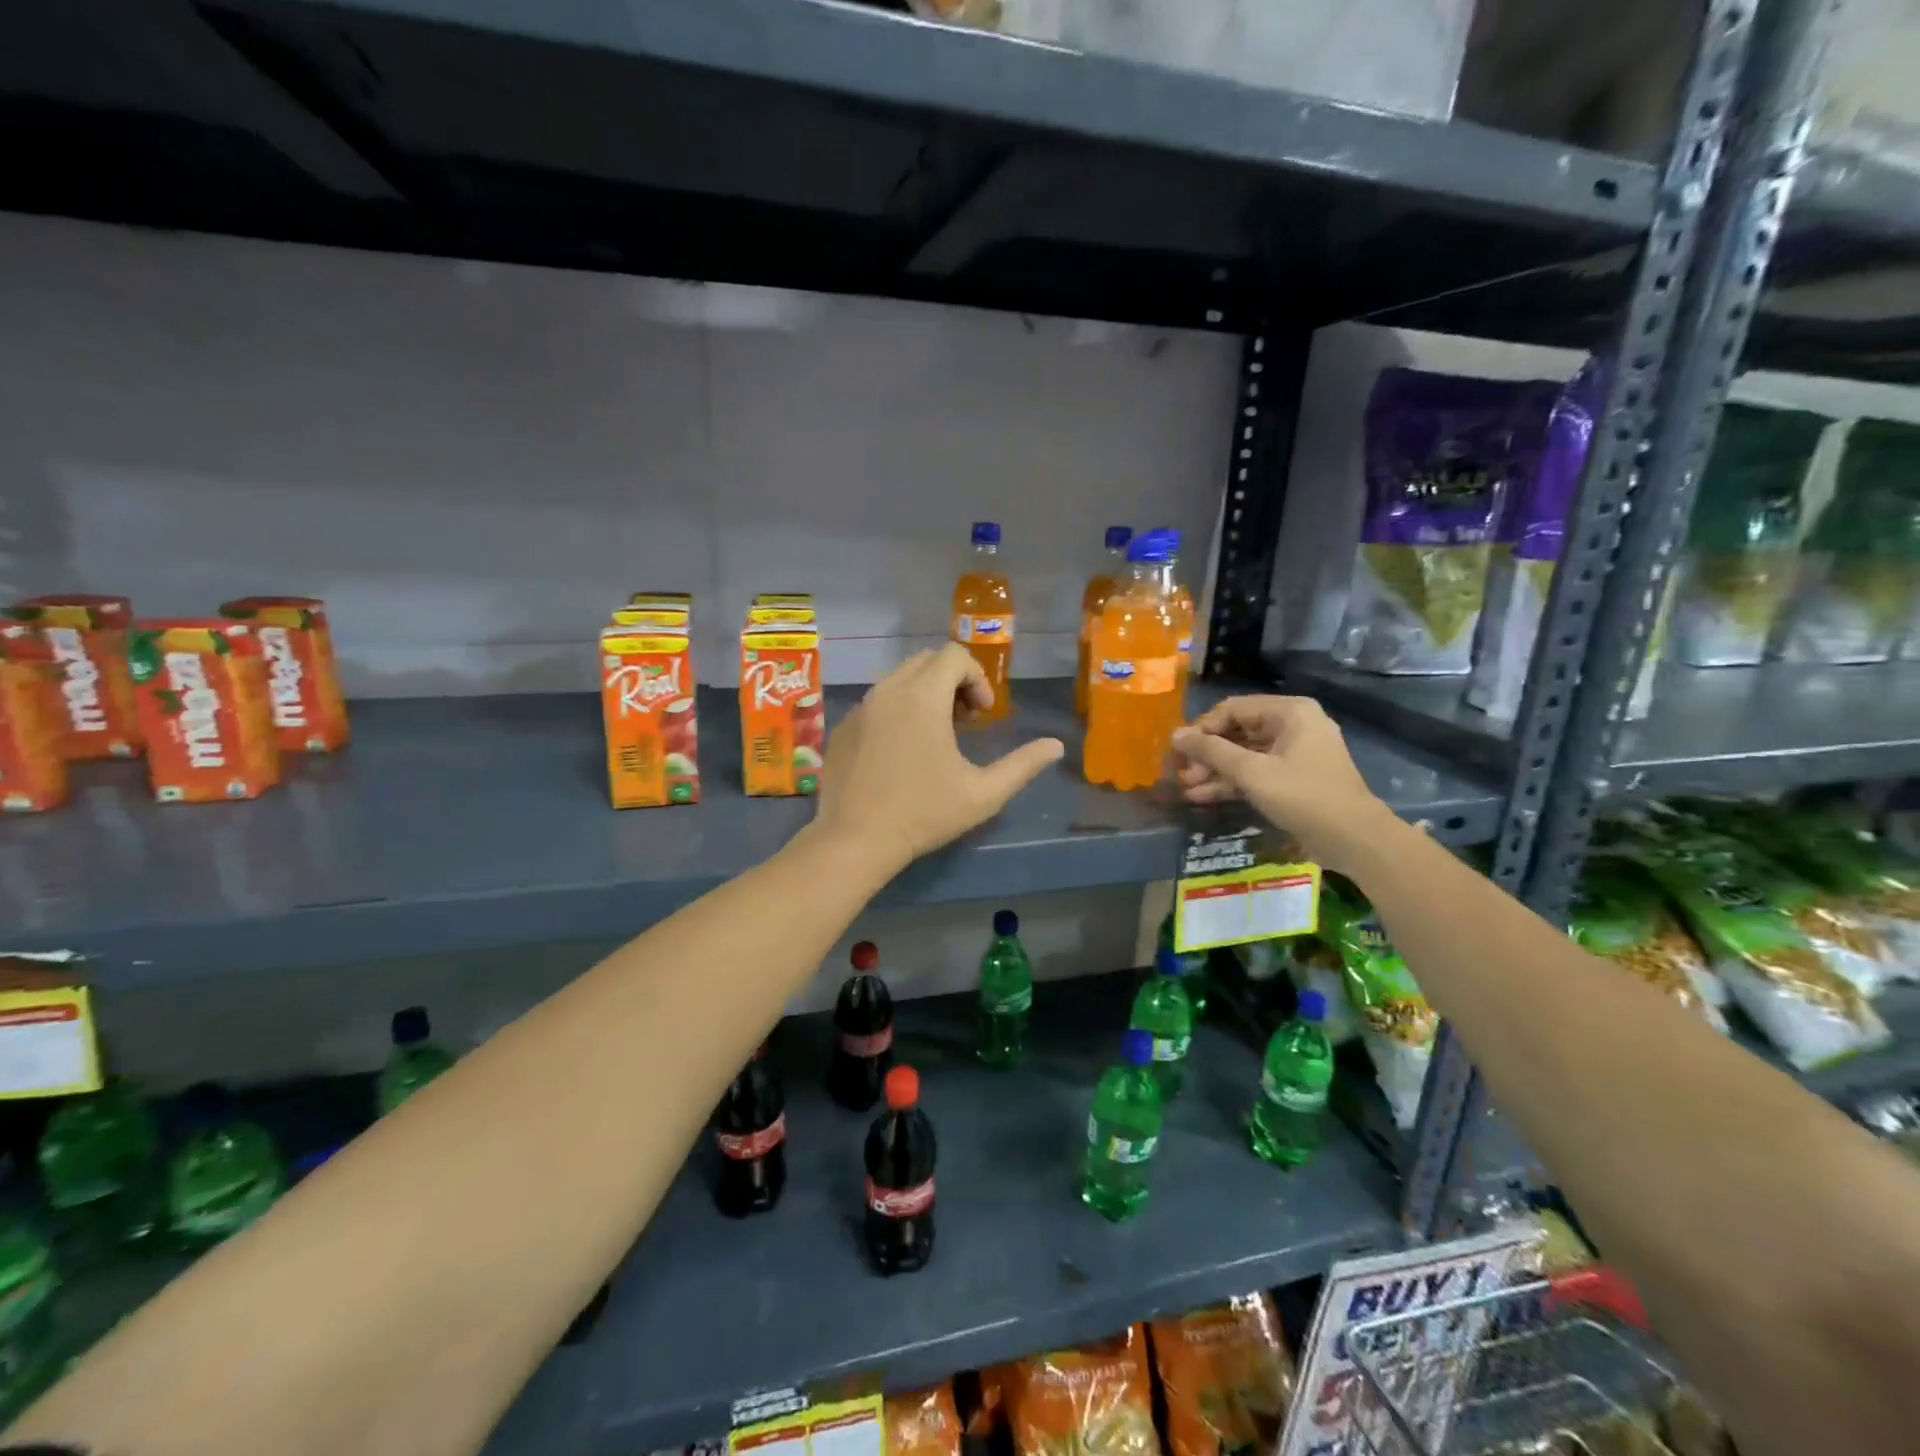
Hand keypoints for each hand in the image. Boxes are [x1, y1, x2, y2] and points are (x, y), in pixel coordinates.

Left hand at [813, 644, 1065, 875]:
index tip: (983, 715)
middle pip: (927, 660)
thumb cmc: (923, 814)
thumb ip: (1023, 765)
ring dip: (925, 693)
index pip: (954, 655)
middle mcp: (888, 690)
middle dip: (953, 681)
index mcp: (923, 696)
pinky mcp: (843, 726)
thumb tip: (1055, 746)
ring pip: (899, 678)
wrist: (854, 840)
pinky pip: (876, 701)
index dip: (977, 678)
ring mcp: (861, 707)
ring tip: (935, 735)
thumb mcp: (983, 794)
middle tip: (964, 721)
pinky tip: (901, 752)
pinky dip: (897, 710)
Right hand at [1170, 696, 1395, 873]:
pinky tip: (1203, 796)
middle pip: (1238, 731)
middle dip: (1207, 753)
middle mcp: (1293, 725)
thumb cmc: (1303, 797)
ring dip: (1216, 770)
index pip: (1232, 709)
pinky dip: (1233, 782)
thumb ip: (1212, 751)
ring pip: (1245, 754)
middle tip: (1181, 773)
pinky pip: (1256, 771)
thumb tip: (1175, 735)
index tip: (1179, 751)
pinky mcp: (1294, 777)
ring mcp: (1295, 752)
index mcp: (1290, 712)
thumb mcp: (1252, 773)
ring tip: (1187, 788)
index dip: (1202, 728)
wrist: (1355, 840)